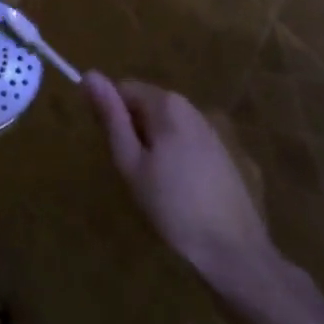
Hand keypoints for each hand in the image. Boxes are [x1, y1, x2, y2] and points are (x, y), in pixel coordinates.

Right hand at [83, 71, 287, 294]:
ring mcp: (211, 129)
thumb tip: (89, 74)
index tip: (111, 148)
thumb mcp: (131, 162)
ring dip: (152, 144)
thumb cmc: (172, 206)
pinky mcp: (223, 152)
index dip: (110, 114)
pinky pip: (185, 141)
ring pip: (165, 125)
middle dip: (132, 130)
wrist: (233, 249)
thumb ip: (111, 117)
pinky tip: (178, 190)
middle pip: (146, 105)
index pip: (124, 89)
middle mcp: (191, 107)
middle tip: (131, 171)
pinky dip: (173, 156)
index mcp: (167, 104)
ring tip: (153, 184)